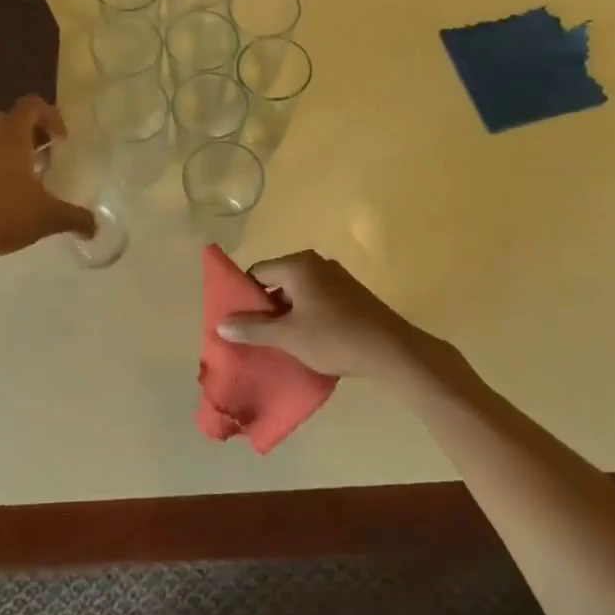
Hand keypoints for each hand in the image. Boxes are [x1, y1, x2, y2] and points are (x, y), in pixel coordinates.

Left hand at [0, 96, 95, 259]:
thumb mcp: (45, 217)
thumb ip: (73, 218)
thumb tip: (95, 227)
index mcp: (11, 134)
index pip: (32, 104)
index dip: (51, 116)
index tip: (61, 141)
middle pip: (11, 119)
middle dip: (30, 134)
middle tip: (44, 158)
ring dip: (8, 150)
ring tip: (23, 180)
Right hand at [216, 250, 438, 380]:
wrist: (392, 351)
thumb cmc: (334, 338)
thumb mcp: (288, 336)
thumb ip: (253, 328)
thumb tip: (221, 323)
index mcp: (298, 265)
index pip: (258, 272)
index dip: (244, 295)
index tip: (238, 320)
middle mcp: (317, 263)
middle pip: (278, 280)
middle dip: (265, 307)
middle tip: (255, 334)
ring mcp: (337, 278)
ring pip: (298, 292)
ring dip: (286, 314)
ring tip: (279, 341)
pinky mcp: (351, 295)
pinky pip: (317, 299)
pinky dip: (307, 315)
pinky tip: (307, 340)